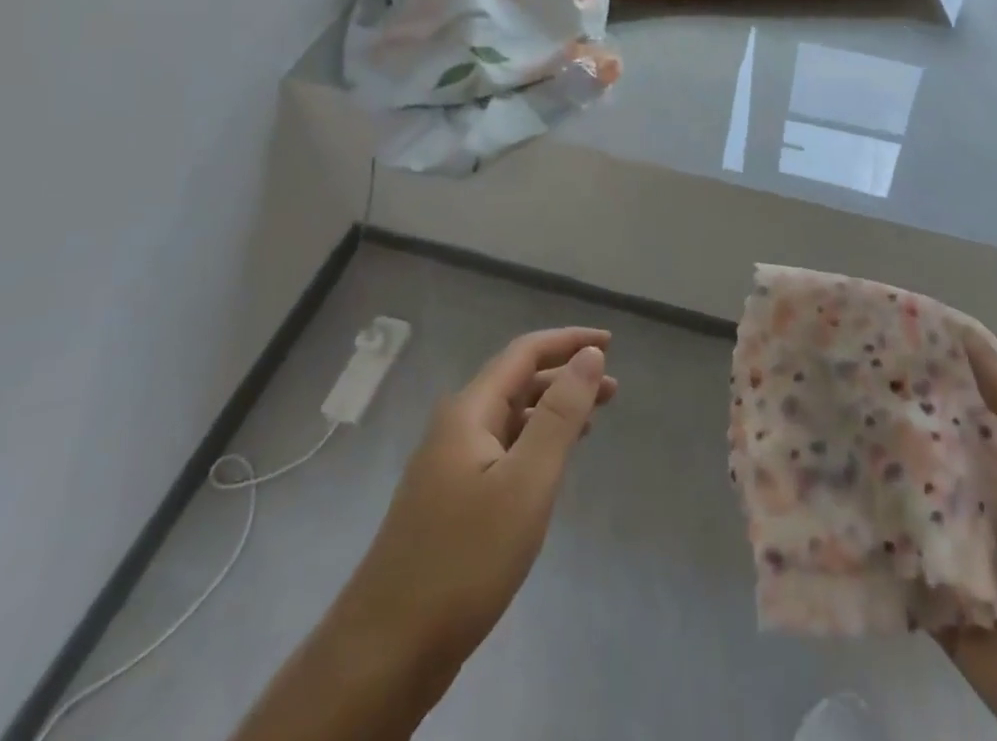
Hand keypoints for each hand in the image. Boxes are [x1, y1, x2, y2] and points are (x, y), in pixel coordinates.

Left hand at [231, 328, 614, 740]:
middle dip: (566, 377)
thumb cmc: (464, 560)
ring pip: (509, 419)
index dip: (568, 341)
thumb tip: (589, 355)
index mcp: (469, 412)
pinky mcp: (448, 503)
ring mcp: (447, 467)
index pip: (524, 353)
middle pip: (517, 382)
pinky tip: (551, 466)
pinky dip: (534, 444)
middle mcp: (455, 428)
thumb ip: (560, 414)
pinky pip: (500, 451)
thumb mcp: (526, 482)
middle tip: (613, 388)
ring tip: (593, 420)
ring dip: (552, 411)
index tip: (610, 342)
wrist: (383, 655)